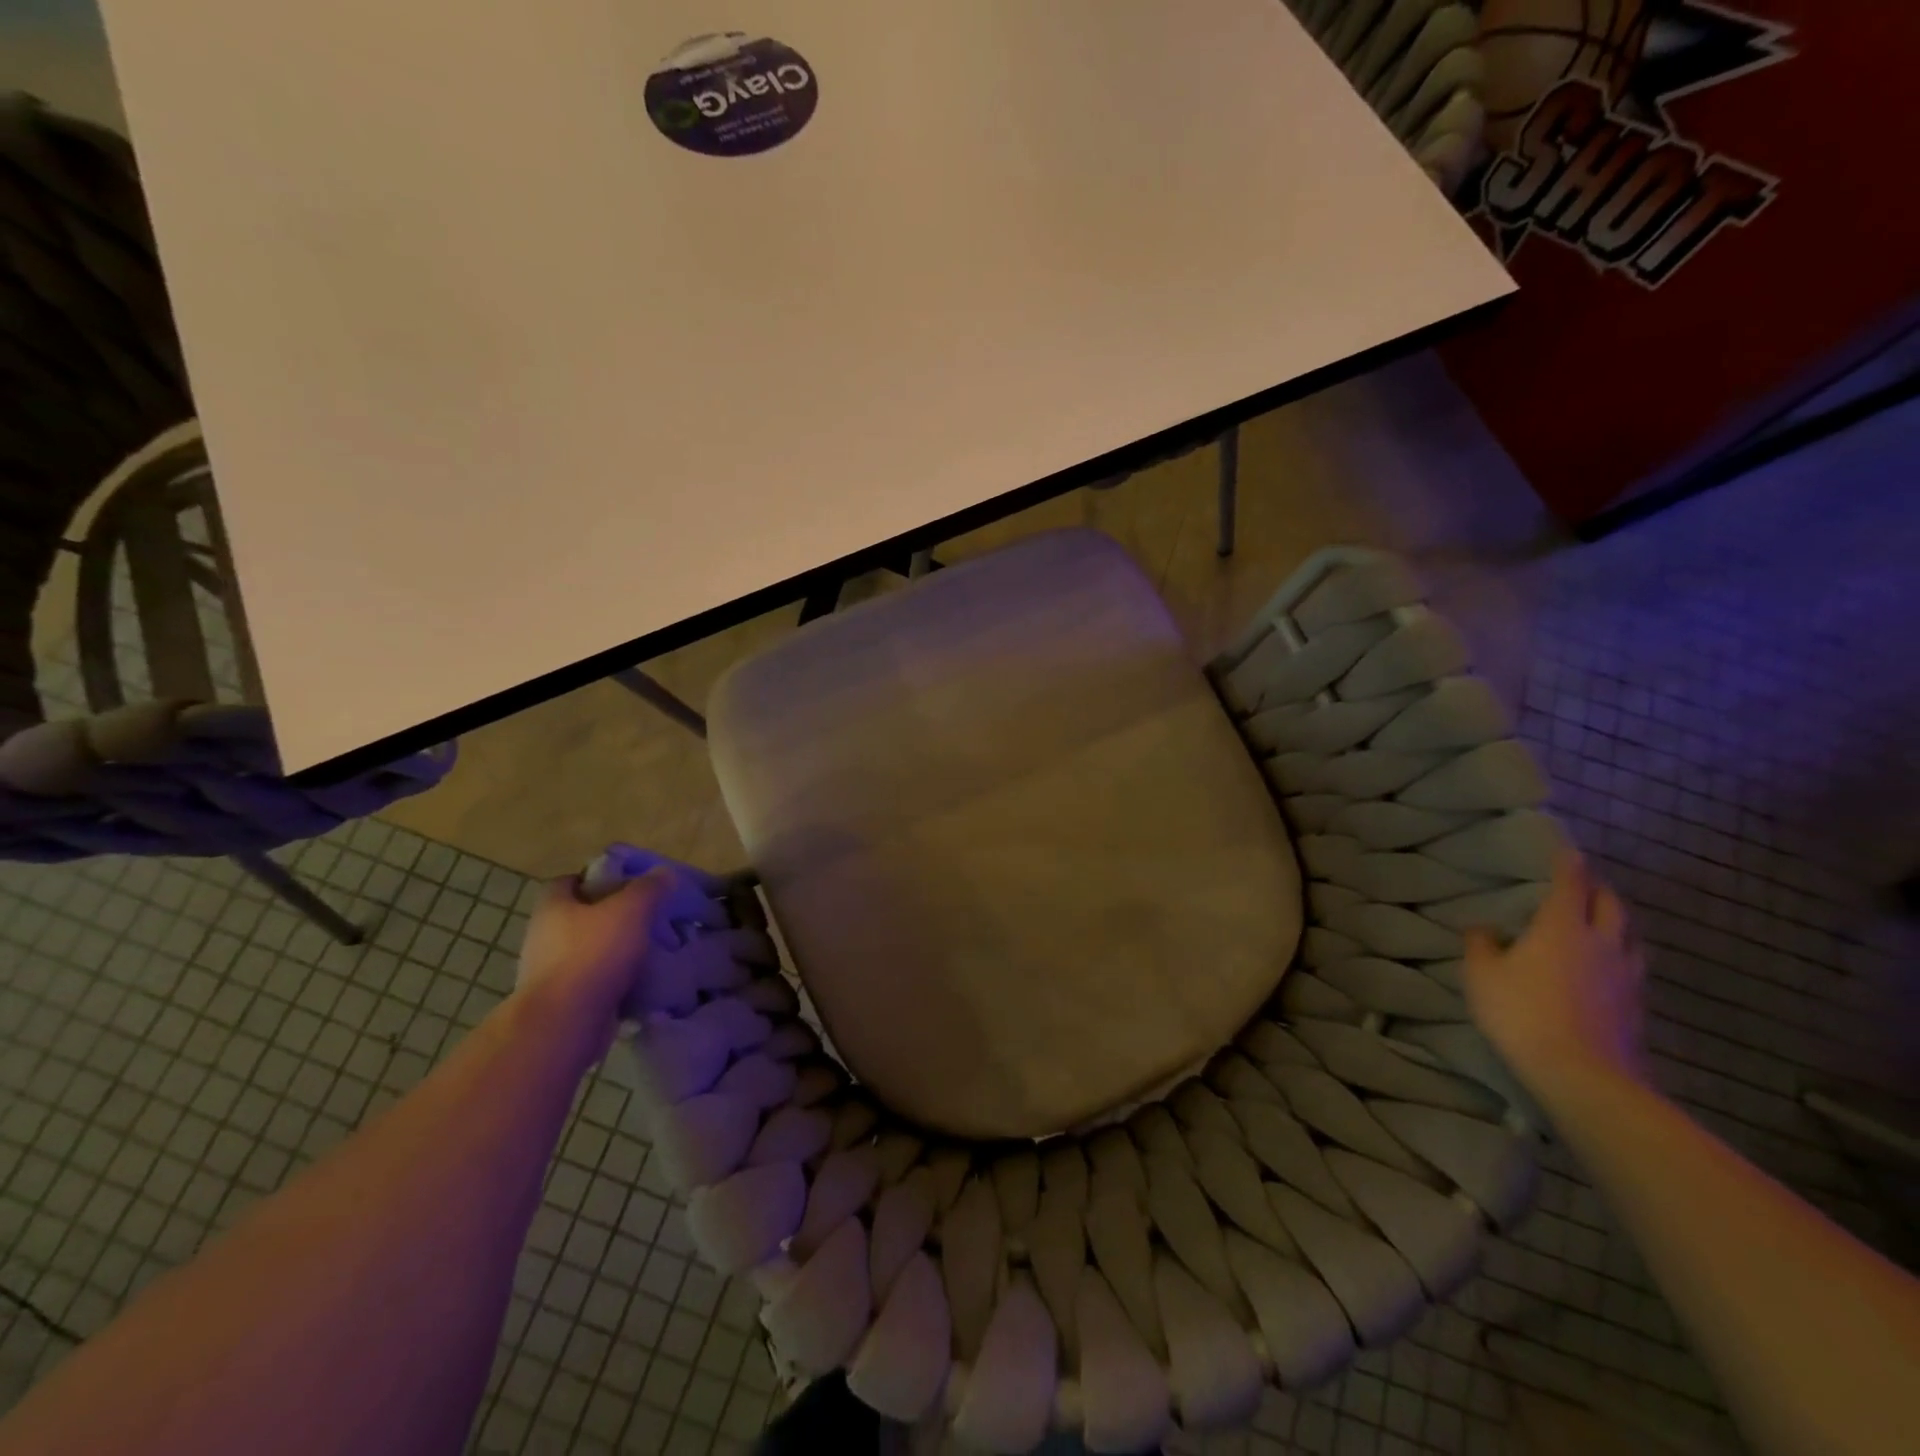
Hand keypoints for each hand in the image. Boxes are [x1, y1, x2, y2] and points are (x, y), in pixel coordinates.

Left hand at [516, 869, 670, 1045]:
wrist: (565, 1022)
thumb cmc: (593, 954)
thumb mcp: (630, 910)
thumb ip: (648, 888)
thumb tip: (663, 873)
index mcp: (552, 907)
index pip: (568, 882)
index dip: (596, 879)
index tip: (627, 885)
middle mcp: (543, 936)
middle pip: (579, 917)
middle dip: (610, 917)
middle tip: (645, 918)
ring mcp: (548, 972)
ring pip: (587, 951)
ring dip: (613, 951)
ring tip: (648, 951)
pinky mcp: (560, 1002)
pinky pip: (592, 983)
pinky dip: (612, 981)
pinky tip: (639, 982)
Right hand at [1463, 851, 1647, 1100]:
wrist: (1582, 1075)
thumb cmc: (1522, 1012)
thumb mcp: (1482, 975)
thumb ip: (1481, 945)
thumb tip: (1484, 928)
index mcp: (1563, 927)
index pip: (1570, 884)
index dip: (1568, 863)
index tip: (1567, 848)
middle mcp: (1602, 942)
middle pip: (1611, 905)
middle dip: (1598, 888)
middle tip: (1582, 883)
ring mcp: (1625, 976)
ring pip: (1629, 936)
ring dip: (1615, 922)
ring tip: (1599, 923)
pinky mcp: (1636, 1006)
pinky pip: (1631, 967)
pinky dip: (1618, 956)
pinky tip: (1605, 968)